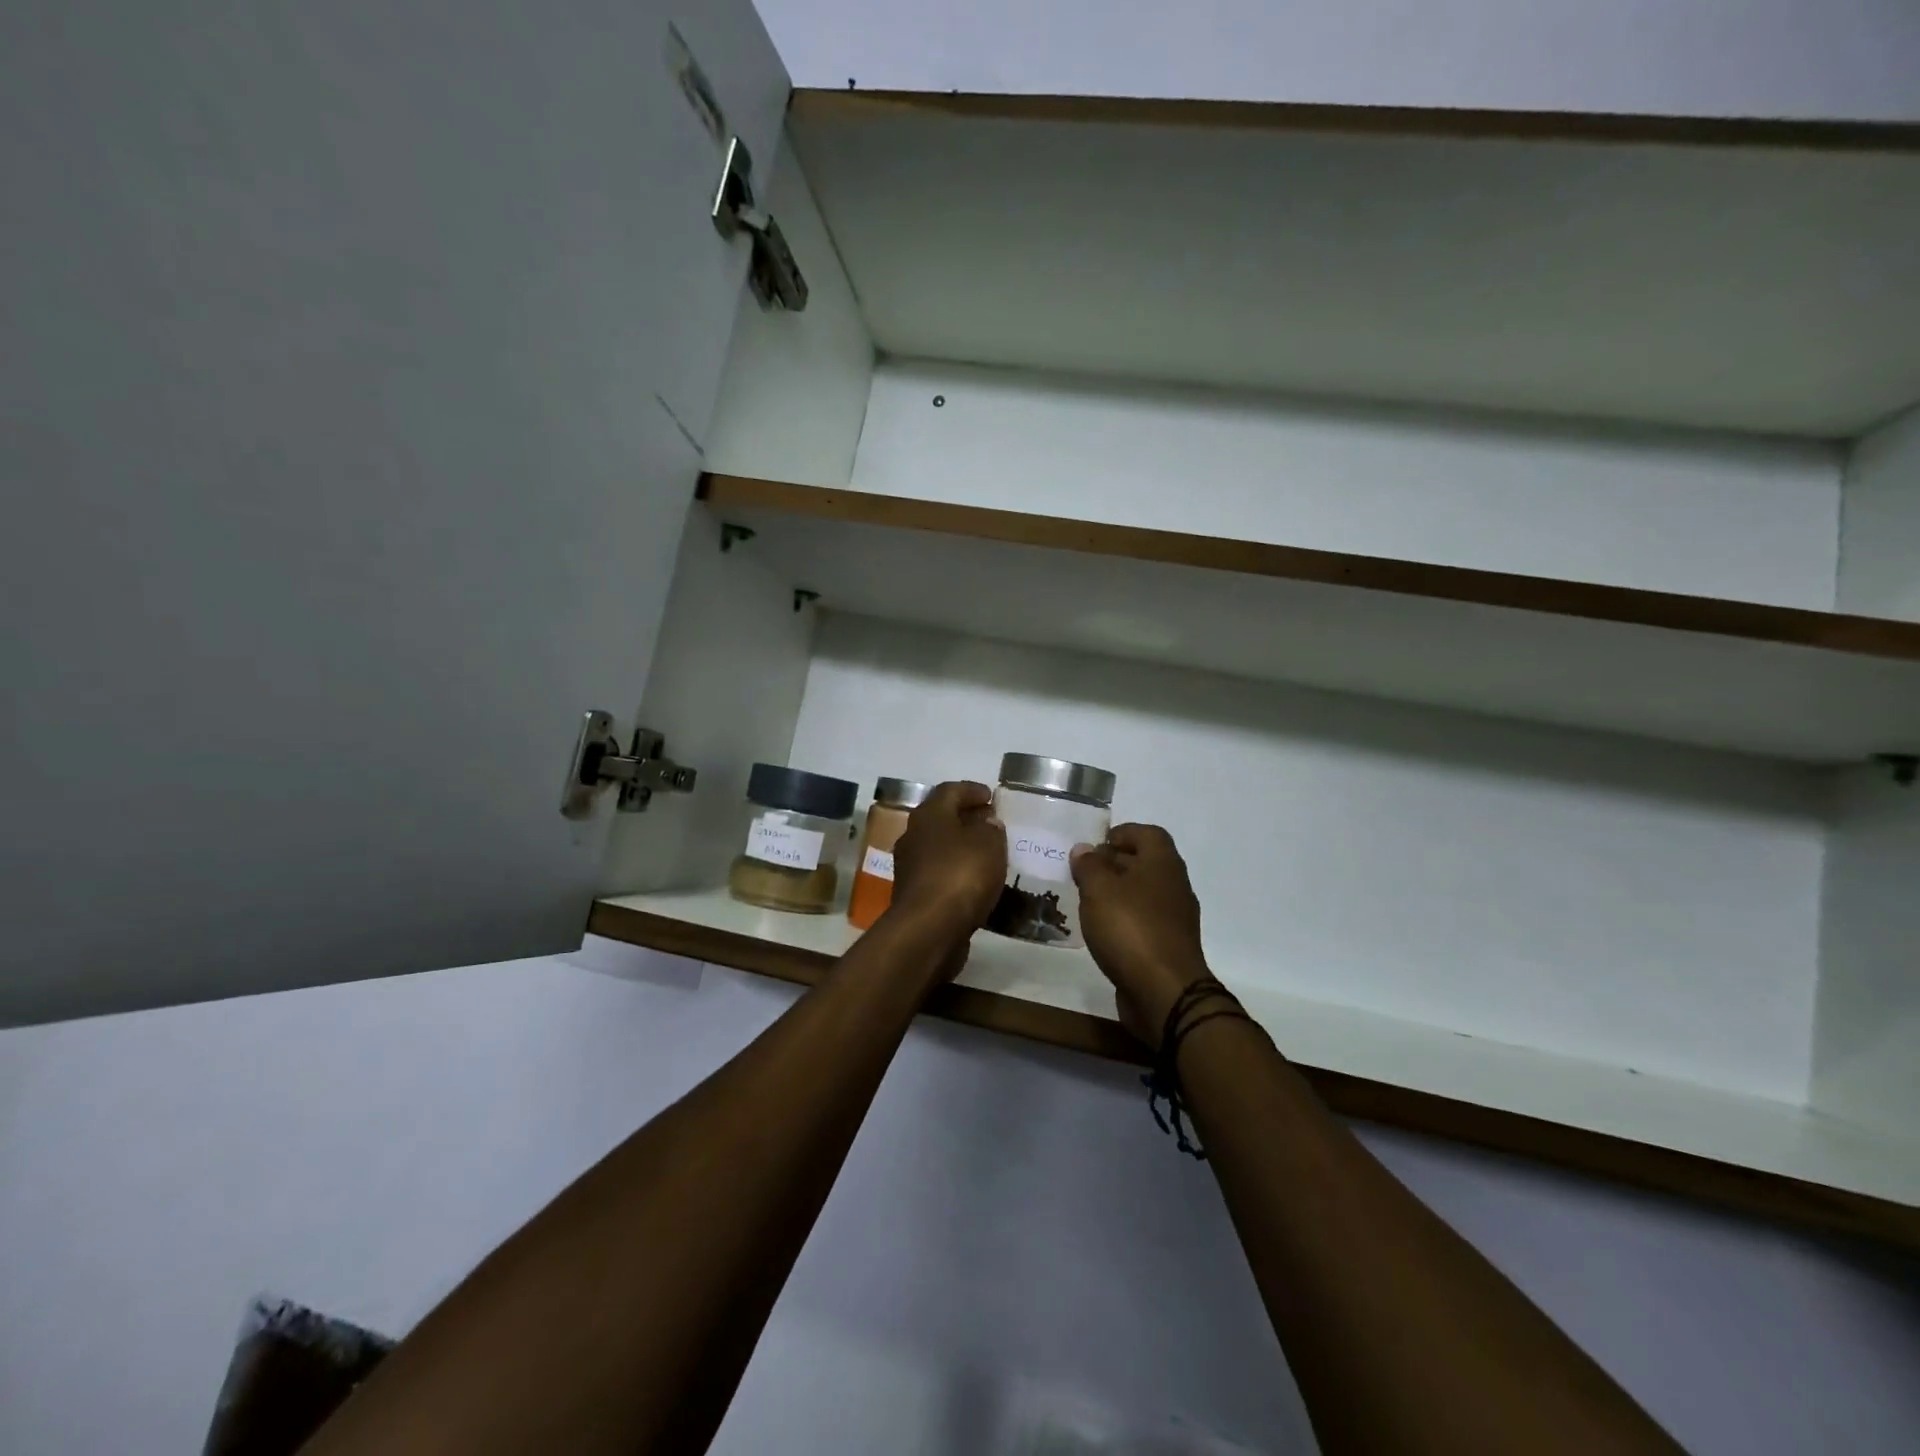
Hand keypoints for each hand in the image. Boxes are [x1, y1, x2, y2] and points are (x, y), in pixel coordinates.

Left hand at [888, 781, 1007, 946]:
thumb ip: (991, 829)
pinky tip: (975, 881)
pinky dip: (956, 872)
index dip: (971, 790)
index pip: (950, 791)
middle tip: (990, 822)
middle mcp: (913, 836)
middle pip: (940, 818)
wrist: (928, 930)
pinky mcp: (913, 895)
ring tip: (987, 853)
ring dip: (960, 847)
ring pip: (938, 847)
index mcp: (929, 815)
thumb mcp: (989, 845)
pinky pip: (939, 873)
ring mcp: (909, 867)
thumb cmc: (960, 875)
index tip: (990, 795)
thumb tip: (987, 823)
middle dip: (965, 818)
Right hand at [1071, 824, 1213, 1042]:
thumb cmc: (1130, 929)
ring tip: (1086, 902)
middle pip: (1144, 863)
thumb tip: (1084, 849)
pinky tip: (1102, 932)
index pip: (1147, 833)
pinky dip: (1123, 920)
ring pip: (1143, 894)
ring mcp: (1175, 919)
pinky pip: (1143, 922)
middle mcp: (1174, 885)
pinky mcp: (1168, 947)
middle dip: (1113, 864)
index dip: (1121, 833)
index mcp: (1163, 863)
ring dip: (1117, 894)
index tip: (1094, 845)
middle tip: (1082, 874)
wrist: (1165, 992)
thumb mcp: (1099, 889)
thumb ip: (1089, 865)